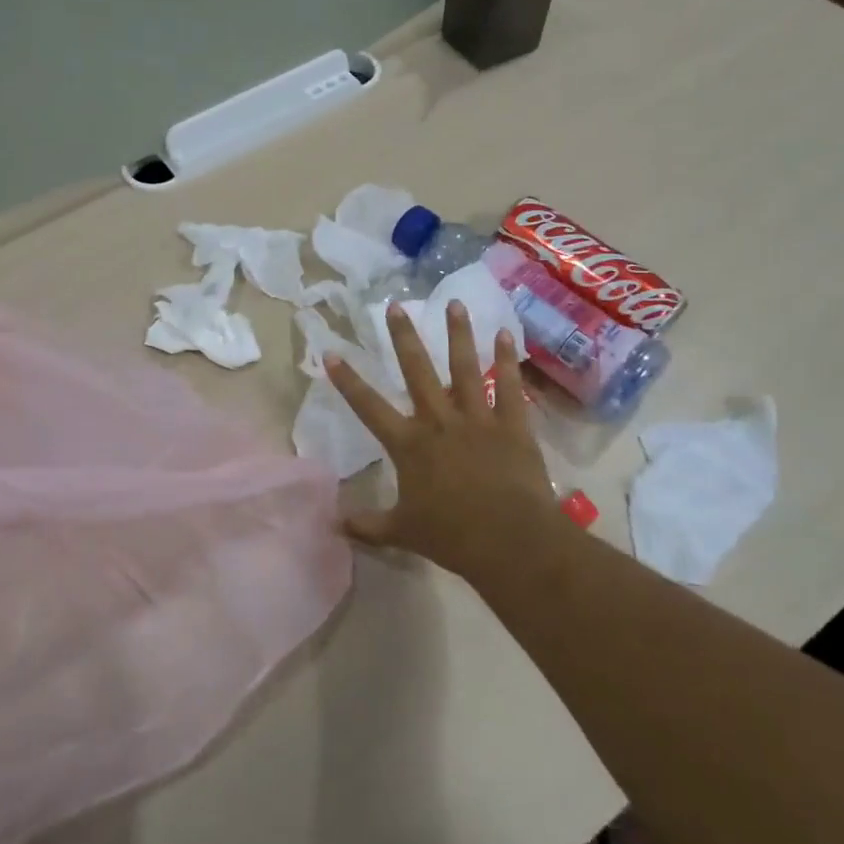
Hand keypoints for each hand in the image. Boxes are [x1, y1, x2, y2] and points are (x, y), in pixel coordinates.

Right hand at [326, 301, 559, 579]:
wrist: (511, 540)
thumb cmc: (452, 536)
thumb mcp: (402, 532)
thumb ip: (367, 524)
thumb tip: (333, 523)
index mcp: (409, 444)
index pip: (368, 406)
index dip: (347, 381)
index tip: (332, 352)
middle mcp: (439, 420)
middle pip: (417, 371)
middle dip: (403, 337)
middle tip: (395, 306)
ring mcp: (477, 418)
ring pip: (465, 367)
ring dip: (458, 333)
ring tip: (452, 302)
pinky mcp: (512, 424)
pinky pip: (509, 385)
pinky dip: (507, 360)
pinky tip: (505, 334)